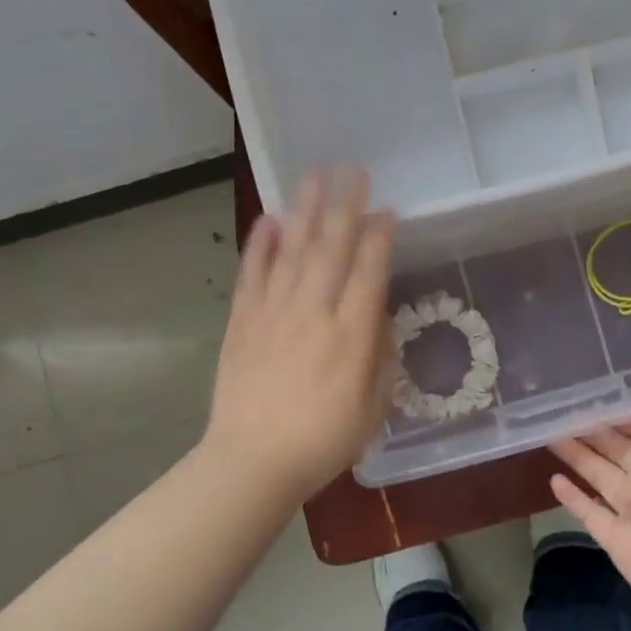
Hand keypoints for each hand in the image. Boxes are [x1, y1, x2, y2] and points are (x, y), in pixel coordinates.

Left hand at [204, 167, 396, 503]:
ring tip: (313, 176)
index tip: (387, 210)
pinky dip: (261, 244)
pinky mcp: (242, 320)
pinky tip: (268, 219)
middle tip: (352, 169)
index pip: (369, 271)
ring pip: (293, 250)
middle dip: (345, 205)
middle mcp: (314, 312)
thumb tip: (377, 316)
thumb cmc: (322, 442)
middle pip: (331, 247)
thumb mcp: (372, 408)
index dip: (380, 236)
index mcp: (351, 335)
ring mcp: (274, 312)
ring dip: (304, 210)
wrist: (252, 462)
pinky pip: (253, 273)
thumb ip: (380, 357)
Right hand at [549, 418, 630, 630]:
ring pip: (600, 475)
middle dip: (596, 432)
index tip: (600, 401)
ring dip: (579, 456)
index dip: (629, 417)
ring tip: (552, 436)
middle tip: (564, 413)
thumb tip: (620, 469)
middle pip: (620, 450)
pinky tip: (555, 480)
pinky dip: (572, 497)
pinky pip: (589, 512)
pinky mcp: (617, 540)